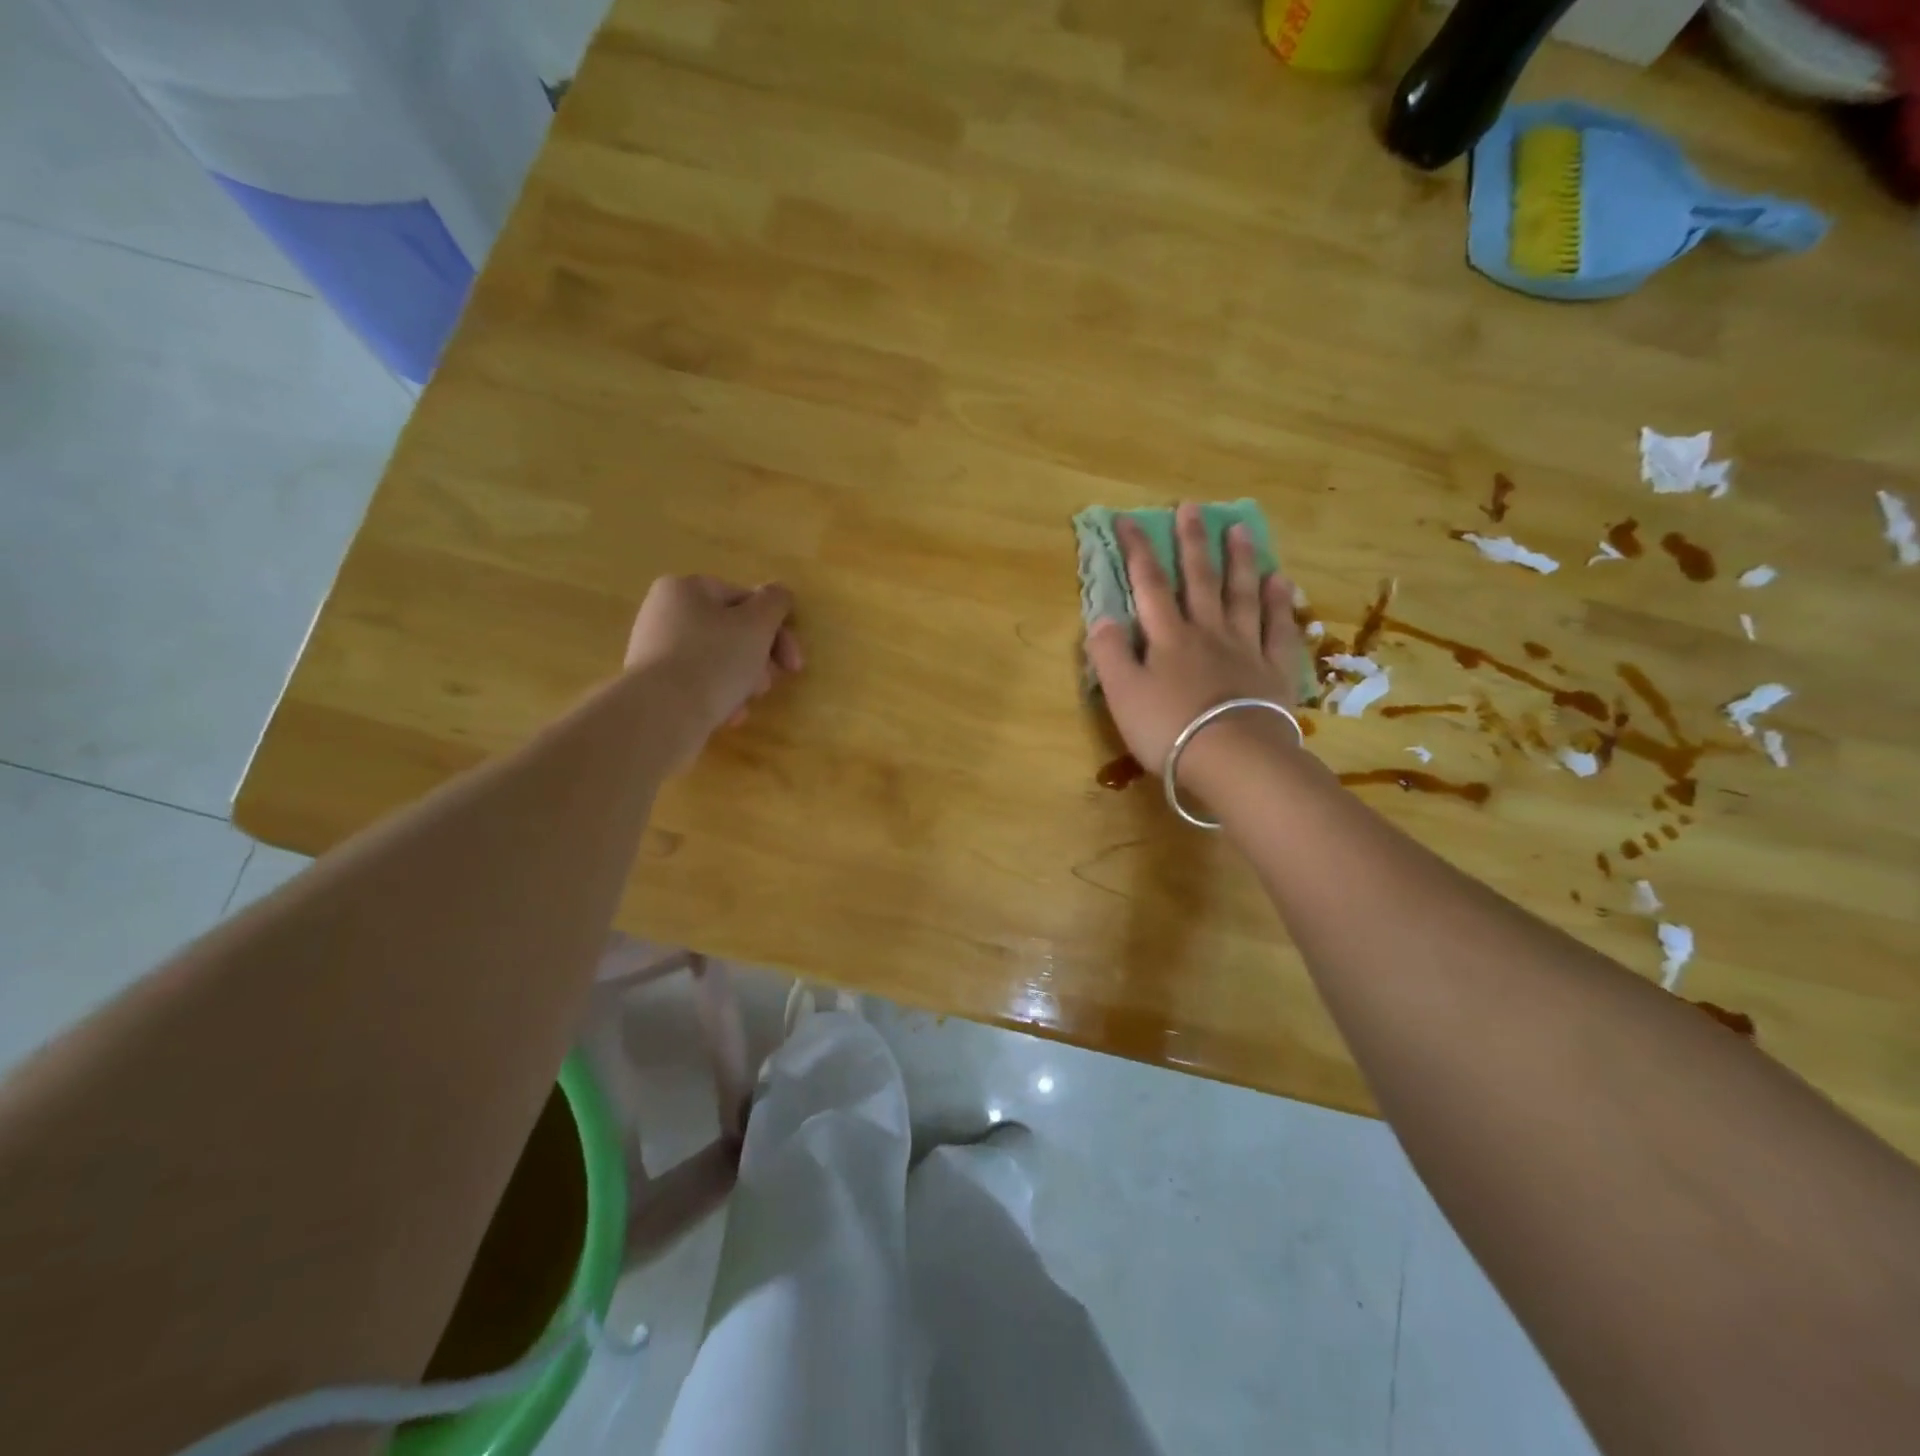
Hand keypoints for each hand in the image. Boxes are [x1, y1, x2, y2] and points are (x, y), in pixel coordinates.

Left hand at [624, 575, 802, 767]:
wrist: (662, 714)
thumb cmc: (715, 659)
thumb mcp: (757, 624)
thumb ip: (775, 602)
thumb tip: (779, 593)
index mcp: (686, 589)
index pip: (745, 600)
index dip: (776, 630)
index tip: (792, 663)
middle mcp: (664, 613)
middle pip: (731, 632)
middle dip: (759, 659)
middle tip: (768, 684)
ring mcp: (655, 650)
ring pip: (718, 661)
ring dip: (743, 681)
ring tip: (746, 703)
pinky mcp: (653, 685)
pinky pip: (698, 684)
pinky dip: (718, 697)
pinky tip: (728, 715)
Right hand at [1083, 503, 1306, 786]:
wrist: (1233, 758)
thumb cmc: (1169, 728)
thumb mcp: (1122, 694)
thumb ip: (1108, 653)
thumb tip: (1101, 617)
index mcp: (1168, 637)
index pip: (1148, 584)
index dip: (1137, 550)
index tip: (1128, 520)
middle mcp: (1207, 632)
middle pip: (1199, 579)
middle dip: (1192, 542)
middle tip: (1193, 507)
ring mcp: (1245, 648)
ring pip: (1242, 595)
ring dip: (1239, 561)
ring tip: (1240, 530)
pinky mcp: (1273, 670)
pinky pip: (1278, 628)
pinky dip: (1279, 603)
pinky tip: (1280, 582)